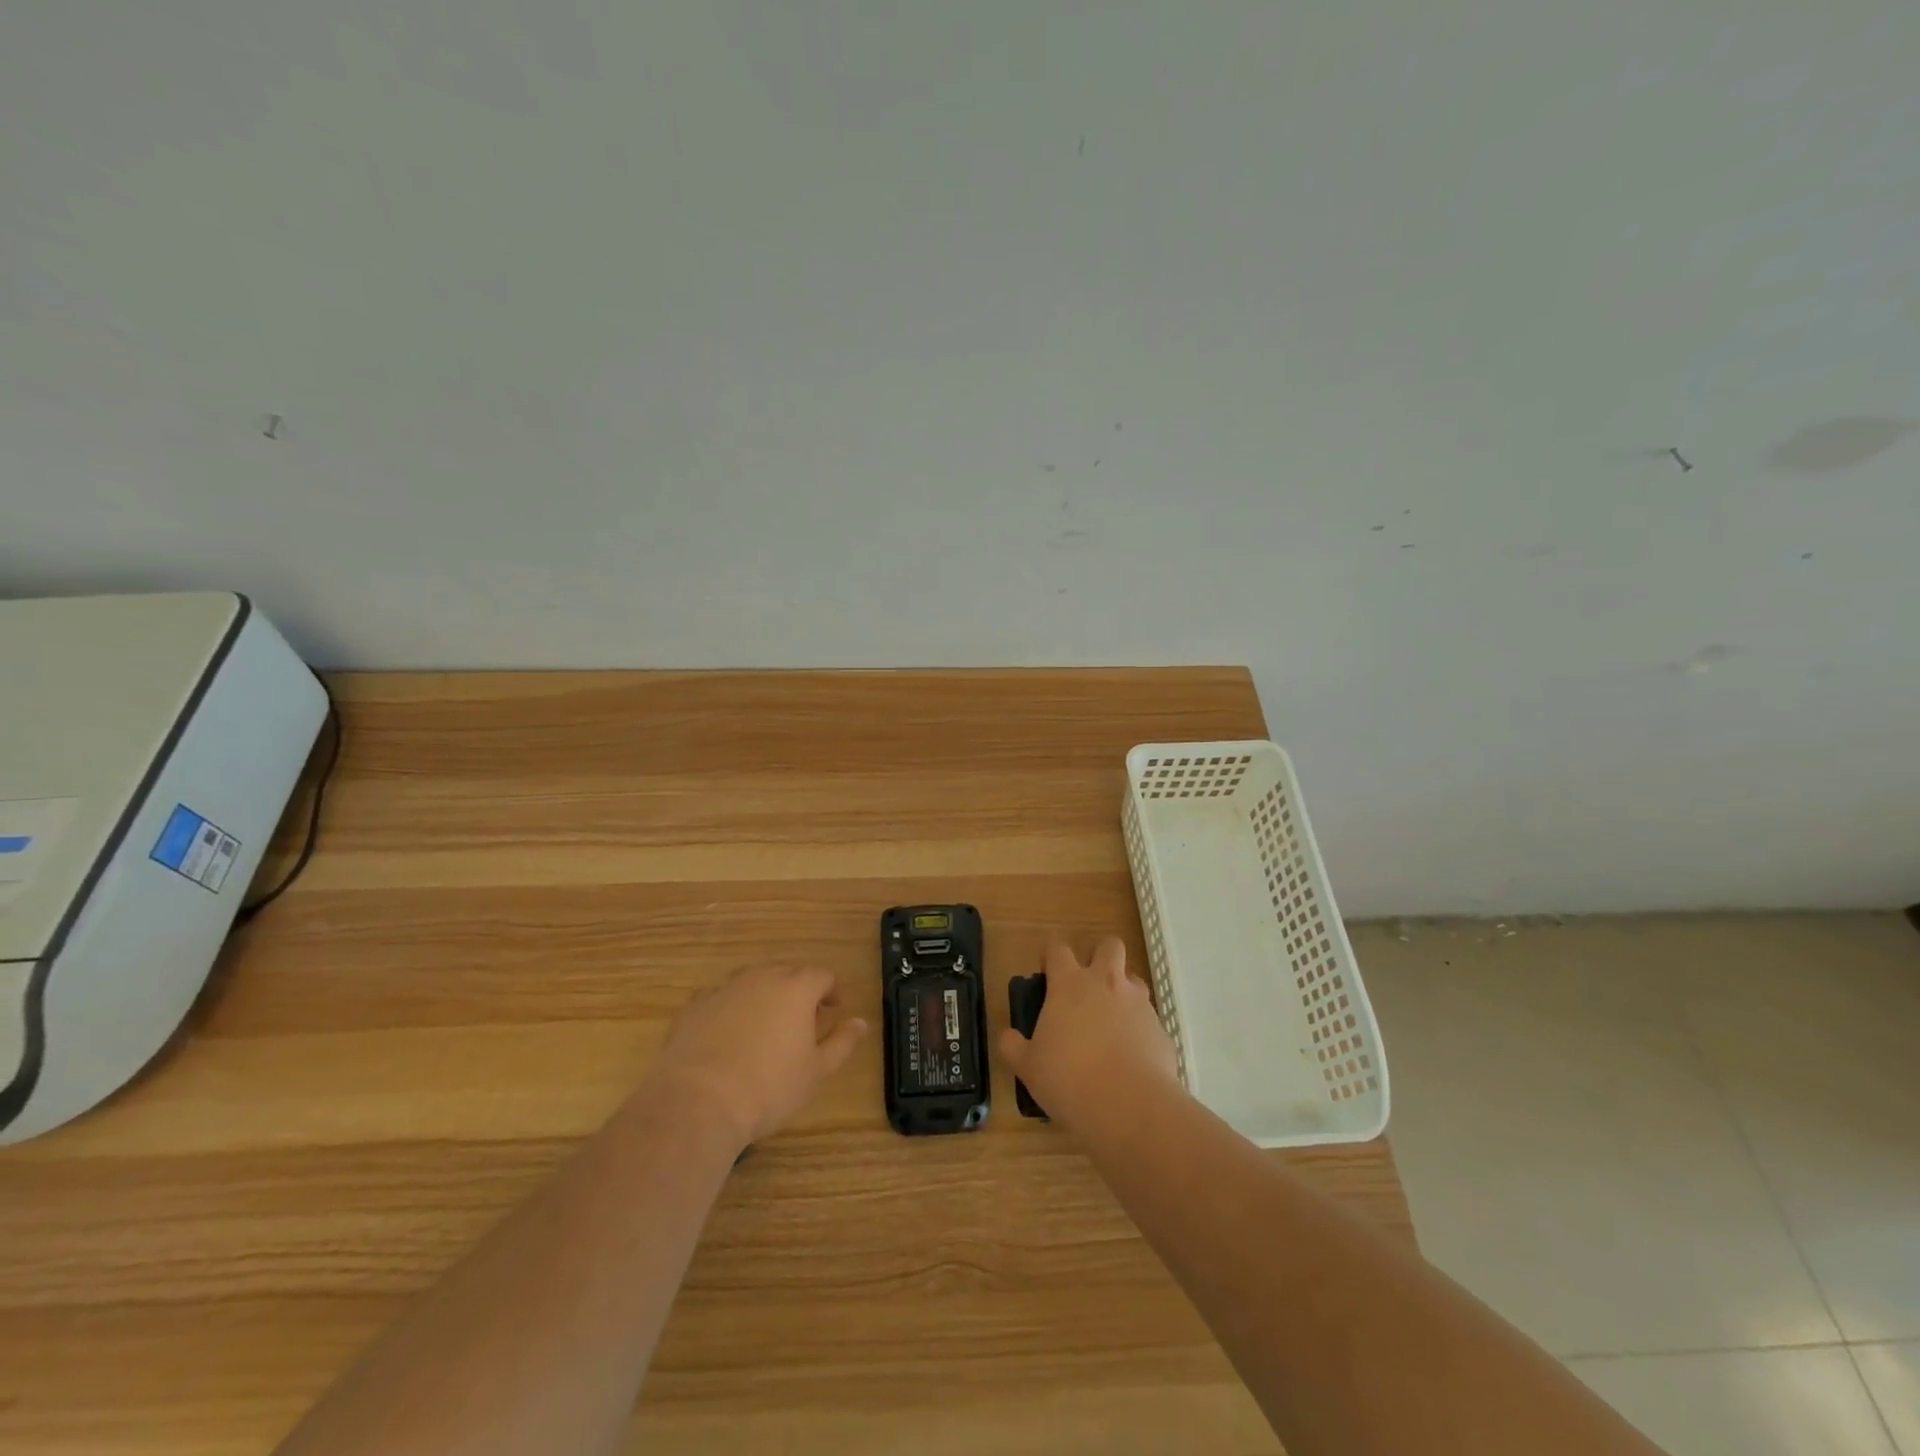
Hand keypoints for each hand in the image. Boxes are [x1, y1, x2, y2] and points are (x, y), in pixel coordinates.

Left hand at [649, 965, 866, 1148]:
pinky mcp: (694, 1006)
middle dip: (798, 991)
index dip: (832, 989)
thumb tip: (860, 1023)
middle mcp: (761, 978)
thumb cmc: (769, 1087)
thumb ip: (842, 1042)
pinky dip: (730, 1008)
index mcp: (796, 989)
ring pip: (752, 981)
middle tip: (802, 1020)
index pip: (822, 975)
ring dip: (764, 996)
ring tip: (765, 1025)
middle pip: (787, 973)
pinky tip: (727, 1034)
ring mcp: (724, 989)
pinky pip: (720, 998)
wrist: (698, 1102)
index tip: (834, 1008)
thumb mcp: (816, 1071)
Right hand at [996, 936, 1180, 1131]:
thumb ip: (1013, 1046)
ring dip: (1122, 990)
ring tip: (1110, 1021)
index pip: (1058, 948)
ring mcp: (1138, 1003)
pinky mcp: (1161, 1029)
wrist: (1130, 1106)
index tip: (1047, 974)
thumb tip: (1008, 1036)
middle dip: (1099, 955)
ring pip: (1133, 978)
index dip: (1051, 956)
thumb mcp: (1028, 1067)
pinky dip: (1138, 1028)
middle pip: (1109, 945)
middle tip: (1087, 985)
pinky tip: (1130, 1056)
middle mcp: (1106, 983)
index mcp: (1069, 984)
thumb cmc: (1069, 1079)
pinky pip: (1148, 1017)